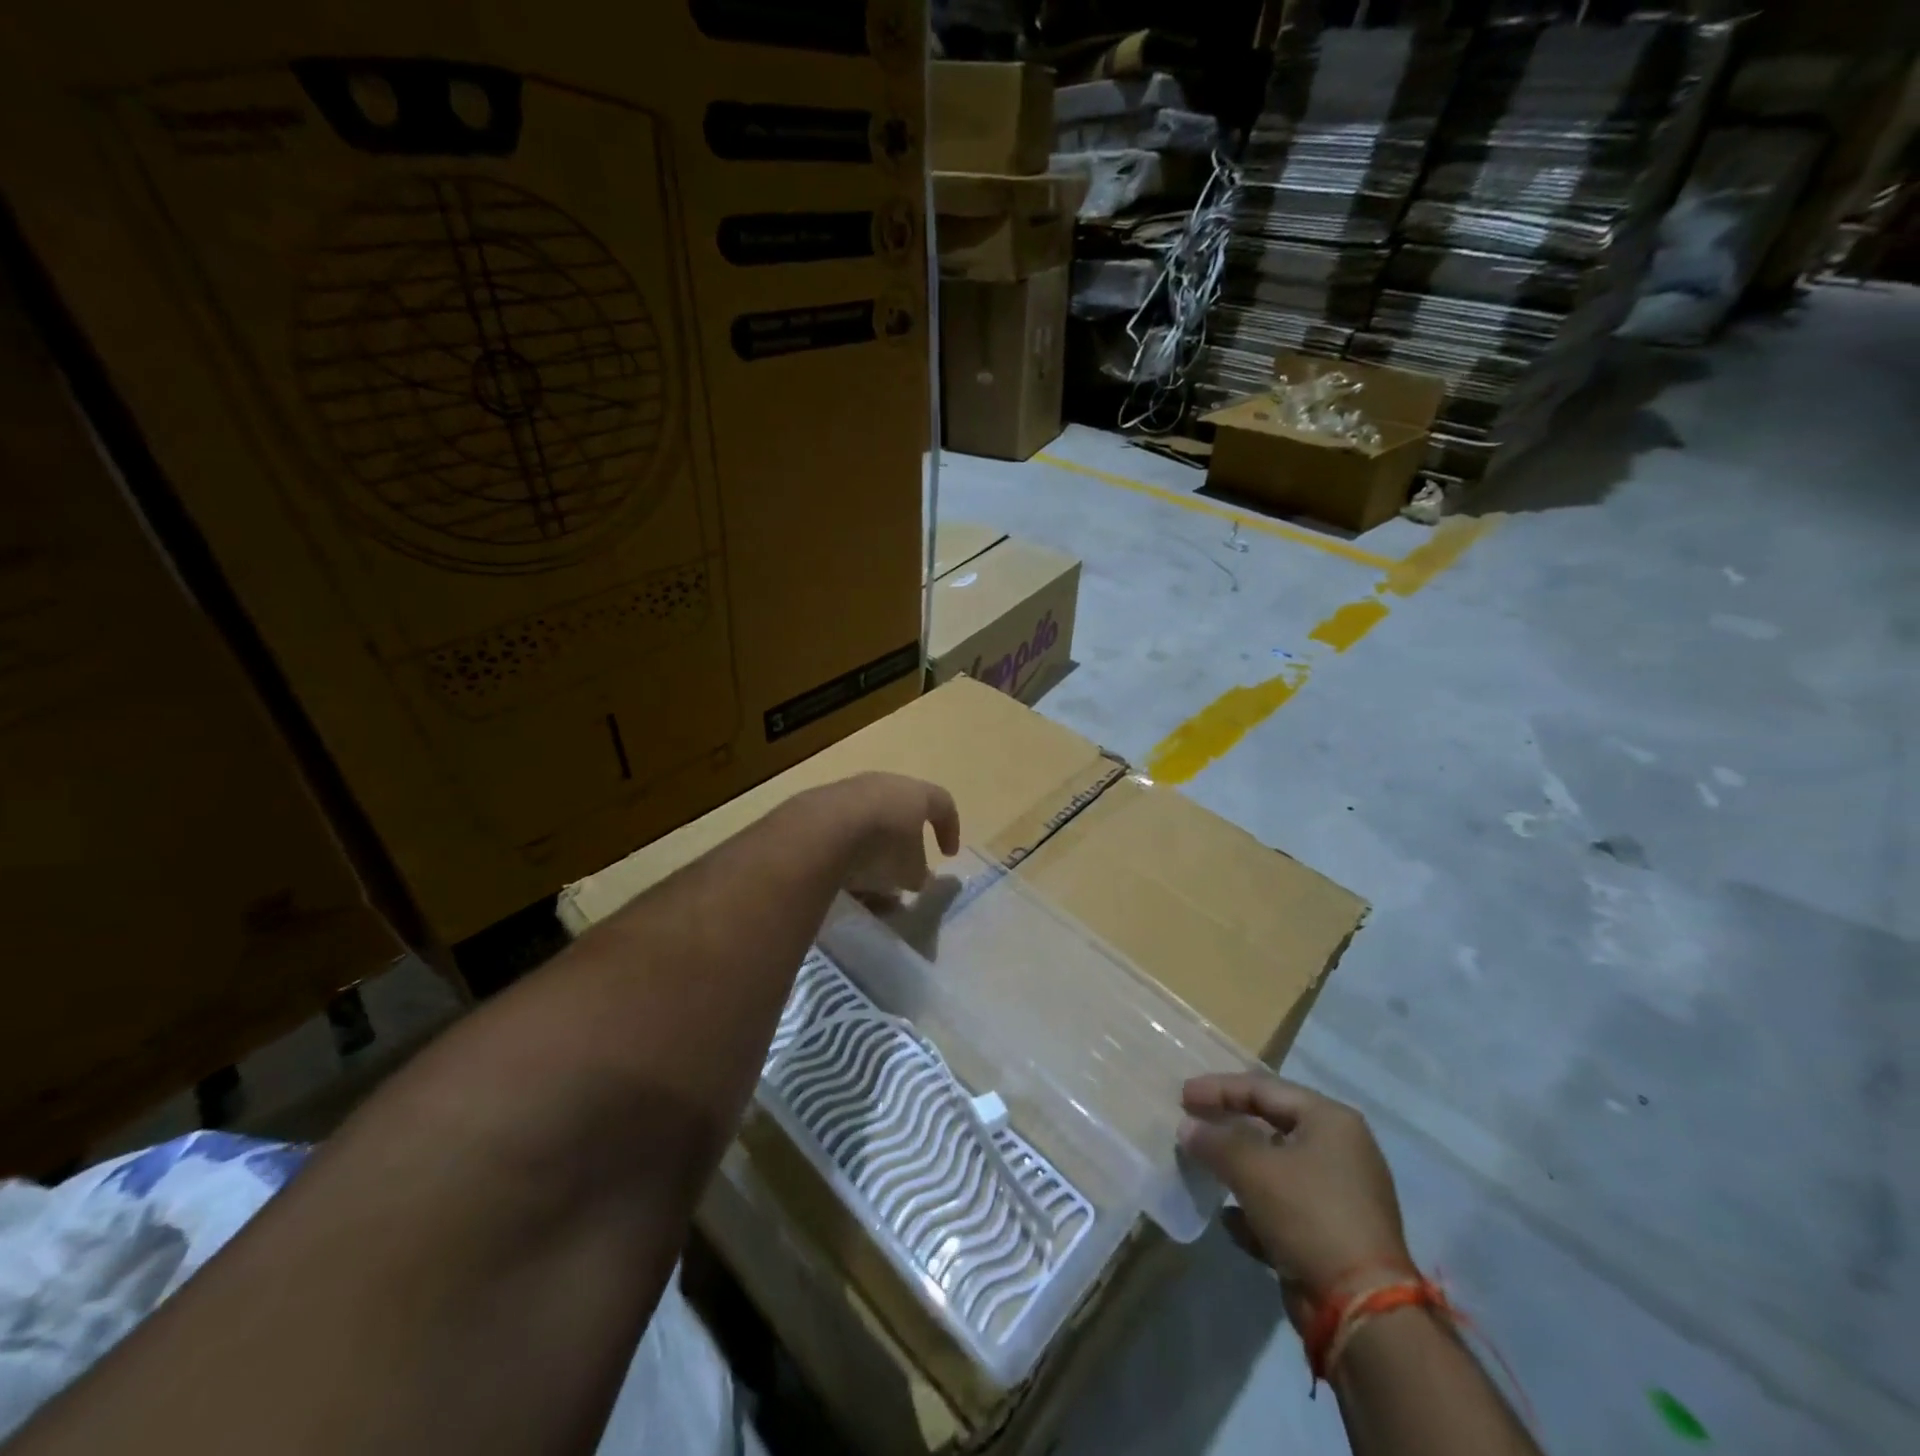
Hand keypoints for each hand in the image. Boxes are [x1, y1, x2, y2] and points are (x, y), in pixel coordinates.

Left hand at [810, 773, 960, 898]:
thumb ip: (917, 874)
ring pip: (869, 823)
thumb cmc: (882, 846)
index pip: (943, 804)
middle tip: (905, 868)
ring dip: (873, 850)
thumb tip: (916, 878)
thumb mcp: (909, 870)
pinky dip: (847, 852)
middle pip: (901, 811)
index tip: (948, 854)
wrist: (821, 831)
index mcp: (915, 793)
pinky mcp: (819, 805)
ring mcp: (849, 791)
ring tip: (871, 882)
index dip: (950, 829)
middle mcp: (884, 784)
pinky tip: (843, 877)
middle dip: (905, 842)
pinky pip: (841, 831)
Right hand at [1179, 1073, 1410, 1313]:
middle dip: (1228, 1126)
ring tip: (1203, 1167)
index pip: (1263, 1088)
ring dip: (1238, 1168)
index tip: (1182, 1096)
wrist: (1361, 1310)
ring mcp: (1340, 1194)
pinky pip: (1284, 1207)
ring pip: (1276, 1168)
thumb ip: (1215, 1141)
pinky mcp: (1333, 1234)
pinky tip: (1229, 1219)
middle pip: (1271, 1124)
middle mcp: (1340, 1150)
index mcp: (1330, 1120)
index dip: (1219, 1088)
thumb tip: (1187, 1127)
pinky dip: (1255, 1208)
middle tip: (1191, 1123)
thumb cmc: (1308, 1215)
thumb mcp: (1253, 1169)